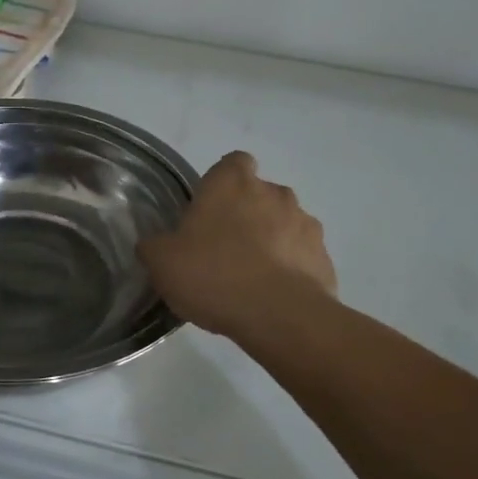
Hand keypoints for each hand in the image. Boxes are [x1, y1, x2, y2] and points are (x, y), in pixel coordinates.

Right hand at [138, 151, 336, 339]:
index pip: (232, 163)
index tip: (210, 209)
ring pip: (285, 224)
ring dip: (273, 241)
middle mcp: (273, 192)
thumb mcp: (162, 262)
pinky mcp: (323, 256)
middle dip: (247, 215)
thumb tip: (154, 244)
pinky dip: (292, 269)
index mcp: (232, 183)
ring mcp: (305, 223)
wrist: (279, 315)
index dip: (222, 183)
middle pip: (259, 194)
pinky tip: (275, 296)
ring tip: (253, 278)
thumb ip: (155, 246)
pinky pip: (302, 256)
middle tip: (226, 249)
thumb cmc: (214, 274)